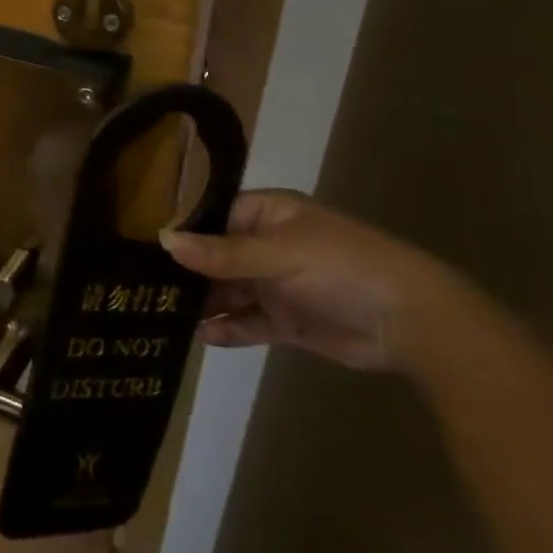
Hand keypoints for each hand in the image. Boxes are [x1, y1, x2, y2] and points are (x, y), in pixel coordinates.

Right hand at [158, 190, 476, 372]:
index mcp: (268, 215)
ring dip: (202, 303)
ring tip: (159, 315)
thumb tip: (163, 239)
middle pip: (216, 257)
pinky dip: (227, 328)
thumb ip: (220, 253)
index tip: (142, 249)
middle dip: (186, 273)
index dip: (183, 232)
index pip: (213, 217)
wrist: (411, 322)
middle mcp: (267, 246)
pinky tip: (201, 336)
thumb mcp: (277, 254)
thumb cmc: (341, 267)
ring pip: (228, 291)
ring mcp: (277, 285)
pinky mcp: (287, 321)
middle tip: (141, 288)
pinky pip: (247, 322)